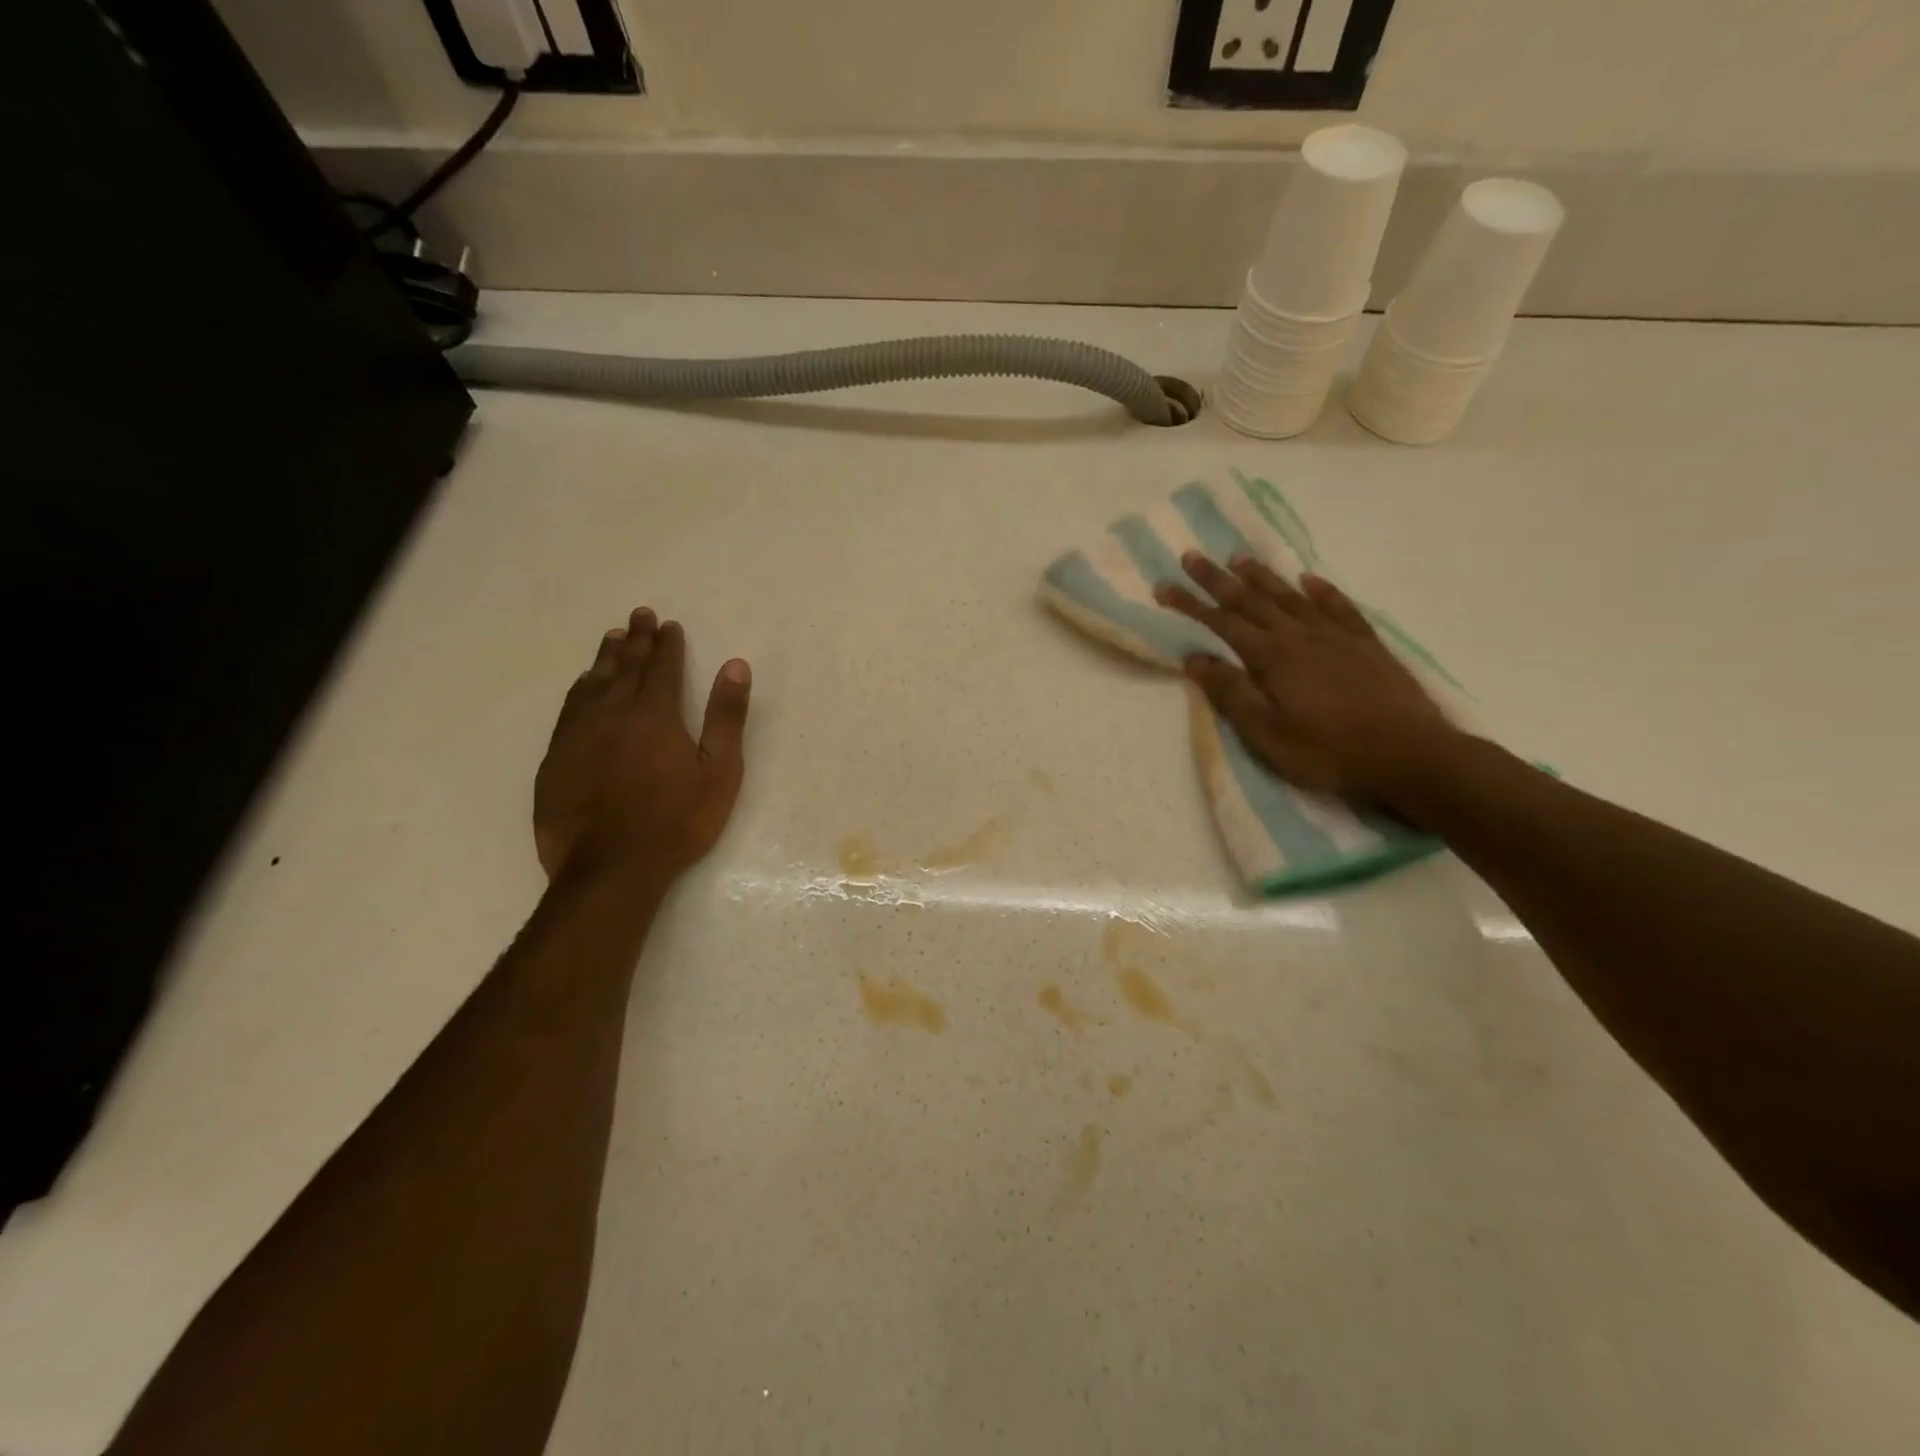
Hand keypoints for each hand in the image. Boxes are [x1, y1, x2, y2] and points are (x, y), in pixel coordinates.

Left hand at [534, 609, 750, 881]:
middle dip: (636, 639)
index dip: (668, 644)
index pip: (662, 667)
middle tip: (640, 615)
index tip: (670, 625)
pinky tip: (584, 686)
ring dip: (605, 658)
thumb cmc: (677, 821)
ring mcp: (579, 734)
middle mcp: (612, 713)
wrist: (610, 867)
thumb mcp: (719, 771)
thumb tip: (735, 665)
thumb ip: (726, 716)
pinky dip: (581, 689)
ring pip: (592, 683)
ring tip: (613, 638)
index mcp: (655, 714)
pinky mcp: (556, 757)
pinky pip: (569, 709)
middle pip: (625, 667)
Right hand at [1155, 552, 1455, 804]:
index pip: (1221, 623)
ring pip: (1291, 597)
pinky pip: (1339, 606)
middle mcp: (1300, 636)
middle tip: (1192, 556)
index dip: (1190, 604)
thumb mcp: (1267, 734)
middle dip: (1218, 579)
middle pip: (1252, 600)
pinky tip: (1309, 579)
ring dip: (1263, 576)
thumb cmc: (1328, 752)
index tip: (1163, 586)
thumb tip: (1195, 658)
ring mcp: (1336, 636)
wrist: (1410, 754)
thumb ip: (1231, 693)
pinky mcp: (1366, 644)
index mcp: (1272, 658)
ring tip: (1239, 558)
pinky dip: (1321, 590)